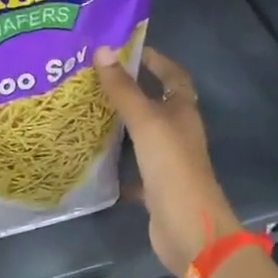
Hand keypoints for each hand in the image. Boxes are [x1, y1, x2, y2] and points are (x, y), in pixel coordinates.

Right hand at [94, 45, 240, 277]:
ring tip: (89, 111)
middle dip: (132, 90)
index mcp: (183, 112)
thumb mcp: (146, 122)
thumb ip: (123, 89)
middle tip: (97, 78)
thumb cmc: (172, 166)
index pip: (174, 76)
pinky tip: (94, 158)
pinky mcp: (156, 187)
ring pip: (143, 136)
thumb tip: (103, 50)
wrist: (188, 227)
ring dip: (122, 125)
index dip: (156, 60)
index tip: (129, 49)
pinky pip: (134, 168)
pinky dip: (118, 163)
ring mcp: (168, 161)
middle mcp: (178, 133)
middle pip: (157, 104)